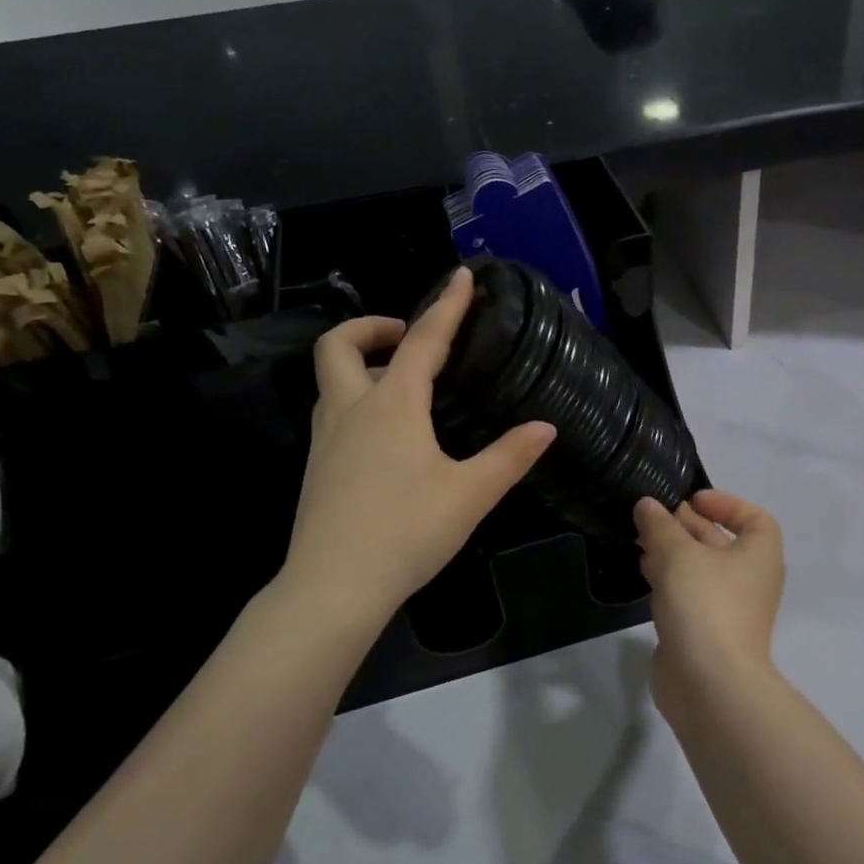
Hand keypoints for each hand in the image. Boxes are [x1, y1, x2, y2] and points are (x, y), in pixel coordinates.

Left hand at [279, 268, 555, 629]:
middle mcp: (351, 410)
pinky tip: (387, 435)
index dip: (446, 306)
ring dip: (361, 364)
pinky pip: (332, 412)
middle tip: (408, 338)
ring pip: (330, 380)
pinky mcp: (317, 467)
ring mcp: (326, 439)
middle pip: (340, 345)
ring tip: (404, 384)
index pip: (423, 340)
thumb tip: (545, 428)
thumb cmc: (407, 532)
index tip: (461, 276)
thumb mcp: (470, 495)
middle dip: (372, 326)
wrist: (333, 587)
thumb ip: (509, 457)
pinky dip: (356, 399)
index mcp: (392, 405)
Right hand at [634, 490, 785, 715]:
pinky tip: (643, 573)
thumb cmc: (705, 604)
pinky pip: (688, 595)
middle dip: (687, 526)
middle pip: (721, 542)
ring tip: (640, 541)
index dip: (726, 504)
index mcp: (758, 555)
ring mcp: (728, 609)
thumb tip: (647, 505)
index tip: (691, 501)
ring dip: (672, 552)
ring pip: (700, 569)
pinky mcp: (705, 632)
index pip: (754, 519)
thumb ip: (660, 525)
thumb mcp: (678, 554)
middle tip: (652, 517)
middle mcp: (749, 580)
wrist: (710, 685)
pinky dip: (668, 580)